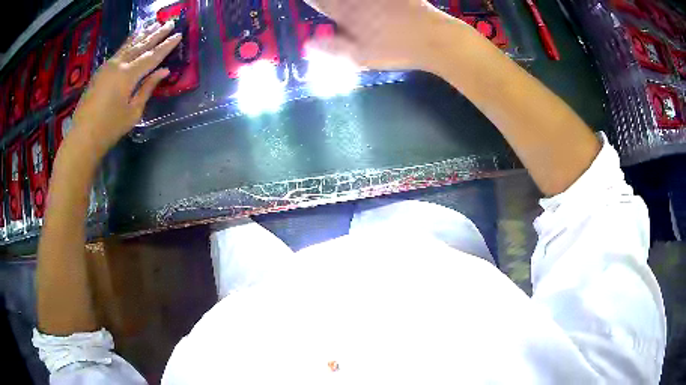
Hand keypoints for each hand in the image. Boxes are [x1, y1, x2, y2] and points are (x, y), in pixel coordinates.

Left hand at [68, 22, 181, 158]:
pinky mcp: (101, 70)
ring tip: (154, 23)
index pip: (152, 56)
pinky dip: (129, 41)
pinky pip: (119, 50)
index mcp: (128, 75)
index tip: (179, 35)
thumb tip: (164, 71)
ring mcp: (108, 65)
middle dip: (157, 33)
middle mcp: (118, 64)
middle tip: (170, 22)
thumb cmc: (110, 128)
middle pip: (141, 45)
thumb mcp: (133, 112)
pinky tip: (134, 37)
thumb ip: (148, 88)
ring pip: (129, 44)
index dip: (166, 45)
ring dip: (143, 34)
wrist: (83, 136)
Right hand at [304, 0, 467, 70]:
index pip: (321, 3)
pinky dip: (381, 1)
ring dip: (348, 0)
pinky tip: (375, 3)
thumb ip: (332, 49)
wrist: (434, 39)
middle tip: (328, 4)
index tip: (307, 2)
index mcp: (348, 14)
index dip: (312, 2)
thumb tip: (307, 44)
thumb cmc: (396, 50)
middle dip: (331, 1)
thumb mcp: (360, 57)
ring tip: (345, 3)